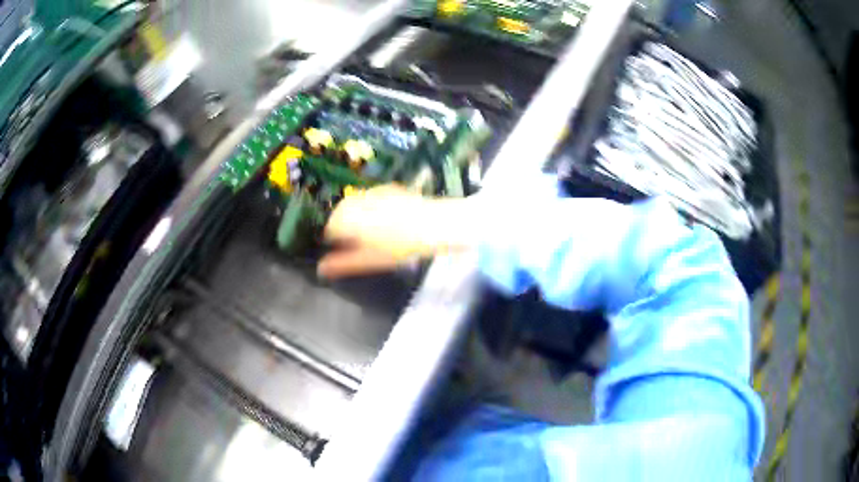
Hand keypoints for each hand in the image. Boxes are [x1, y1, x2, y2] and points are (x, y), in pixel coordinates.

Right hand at [318, 185, 470, 278]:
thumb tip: (320, 269)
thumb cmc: (398, 246)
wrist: (431, 224)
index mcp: (344, 218)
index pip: (329, 230)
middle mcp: (353, 201)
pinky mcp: (386, 188)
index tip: (346, 251)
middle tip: (360, 244)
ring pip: (355, 205)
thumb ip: (341, 264)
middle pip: (340, 215)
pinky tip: (387, 220)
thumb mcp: (368, 260)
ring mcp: (370, 191)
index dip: (335, 242)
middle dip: (345, 228)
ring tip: (373, 233)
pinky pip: (370, 199)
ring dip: (357, 217)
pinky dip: (372, 208)